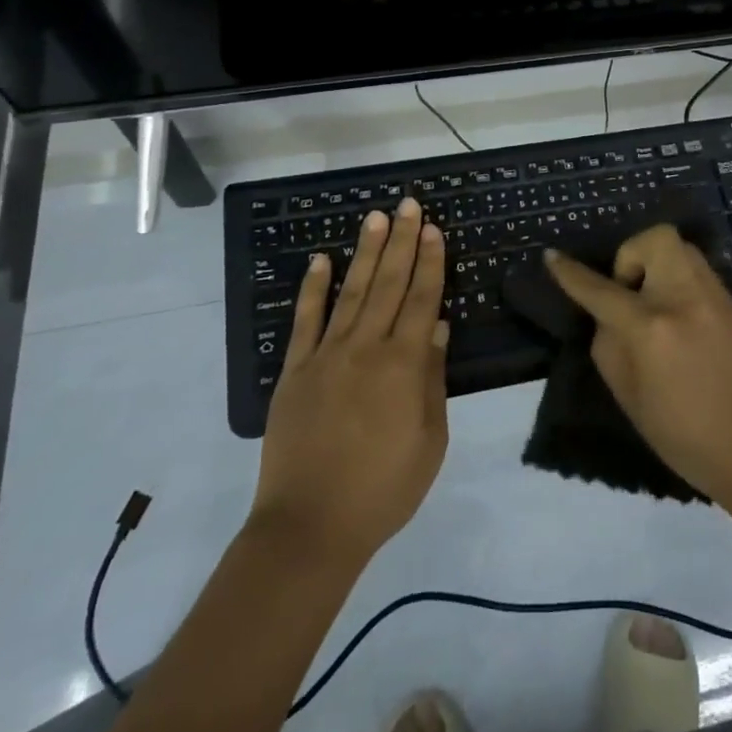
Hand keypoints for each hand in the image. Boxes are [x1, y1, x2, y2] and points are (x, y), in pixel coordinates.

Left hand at [252, 198, 449, 563]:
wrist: (310, 527)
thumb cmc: (383, 489)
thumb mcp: (429, 441)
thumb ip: (432, 379)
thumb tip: (436, 327)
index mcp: (403, 365)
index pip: (421, 299)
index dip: (429, 262)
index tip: (433, 229)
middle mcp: (366, 347)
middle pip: (388, 283)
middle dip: (401, 241)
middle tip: (408, 205)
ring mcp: (326, 355)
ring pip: (351, 291)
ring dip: (365, 251)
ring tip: (375, 217)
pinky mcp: (296, 370)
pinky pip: (306, 320)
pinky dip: (313, 288)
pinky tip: (321, 260)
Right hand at [545, 226, 731, 506]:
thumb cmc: (685, 437)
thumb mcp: (629, 397)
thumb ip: (609, 345)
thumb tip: (606, 314)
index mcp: (651, 328)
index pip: (600, 289)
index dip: (570, 273)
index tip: (551, 256)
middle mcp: (683, 299)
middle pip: (654, 239)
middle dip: (632, 255)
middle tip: (628, 292)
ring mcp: (714, 297)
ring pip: (679, 248)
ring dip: (656, 264)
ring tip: (652, 304)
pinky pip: (696, 270)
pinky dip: (677, 280)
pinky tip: (677, 316)